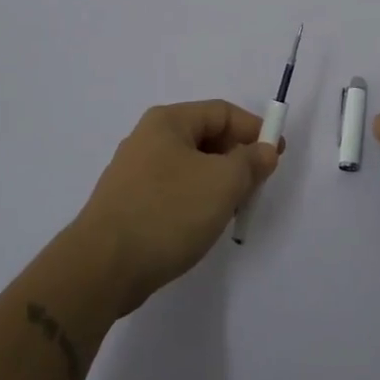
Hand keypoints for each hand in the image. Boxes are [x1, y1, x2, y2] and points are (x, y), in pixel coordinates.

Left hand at [72, 100, 282, 314]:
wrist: (101, 268)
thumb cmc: (167, 212)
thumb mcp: (222, 183)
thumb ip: (250, 162)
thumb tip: (264, 151)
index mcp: (168, 121)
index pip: (222, 112)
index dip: (254, 129)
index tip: (277, 155)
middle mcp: (148, 138)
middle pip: (205, 138)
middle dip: (236, 159)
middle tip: (256, 187)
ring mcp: (134, 172)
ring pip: (190, 167)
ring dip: (217, 183)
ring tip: (232, 210)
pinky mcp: (127, 204)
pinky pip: (173, 191)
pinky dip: (195, 201)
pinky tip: (201, 226)